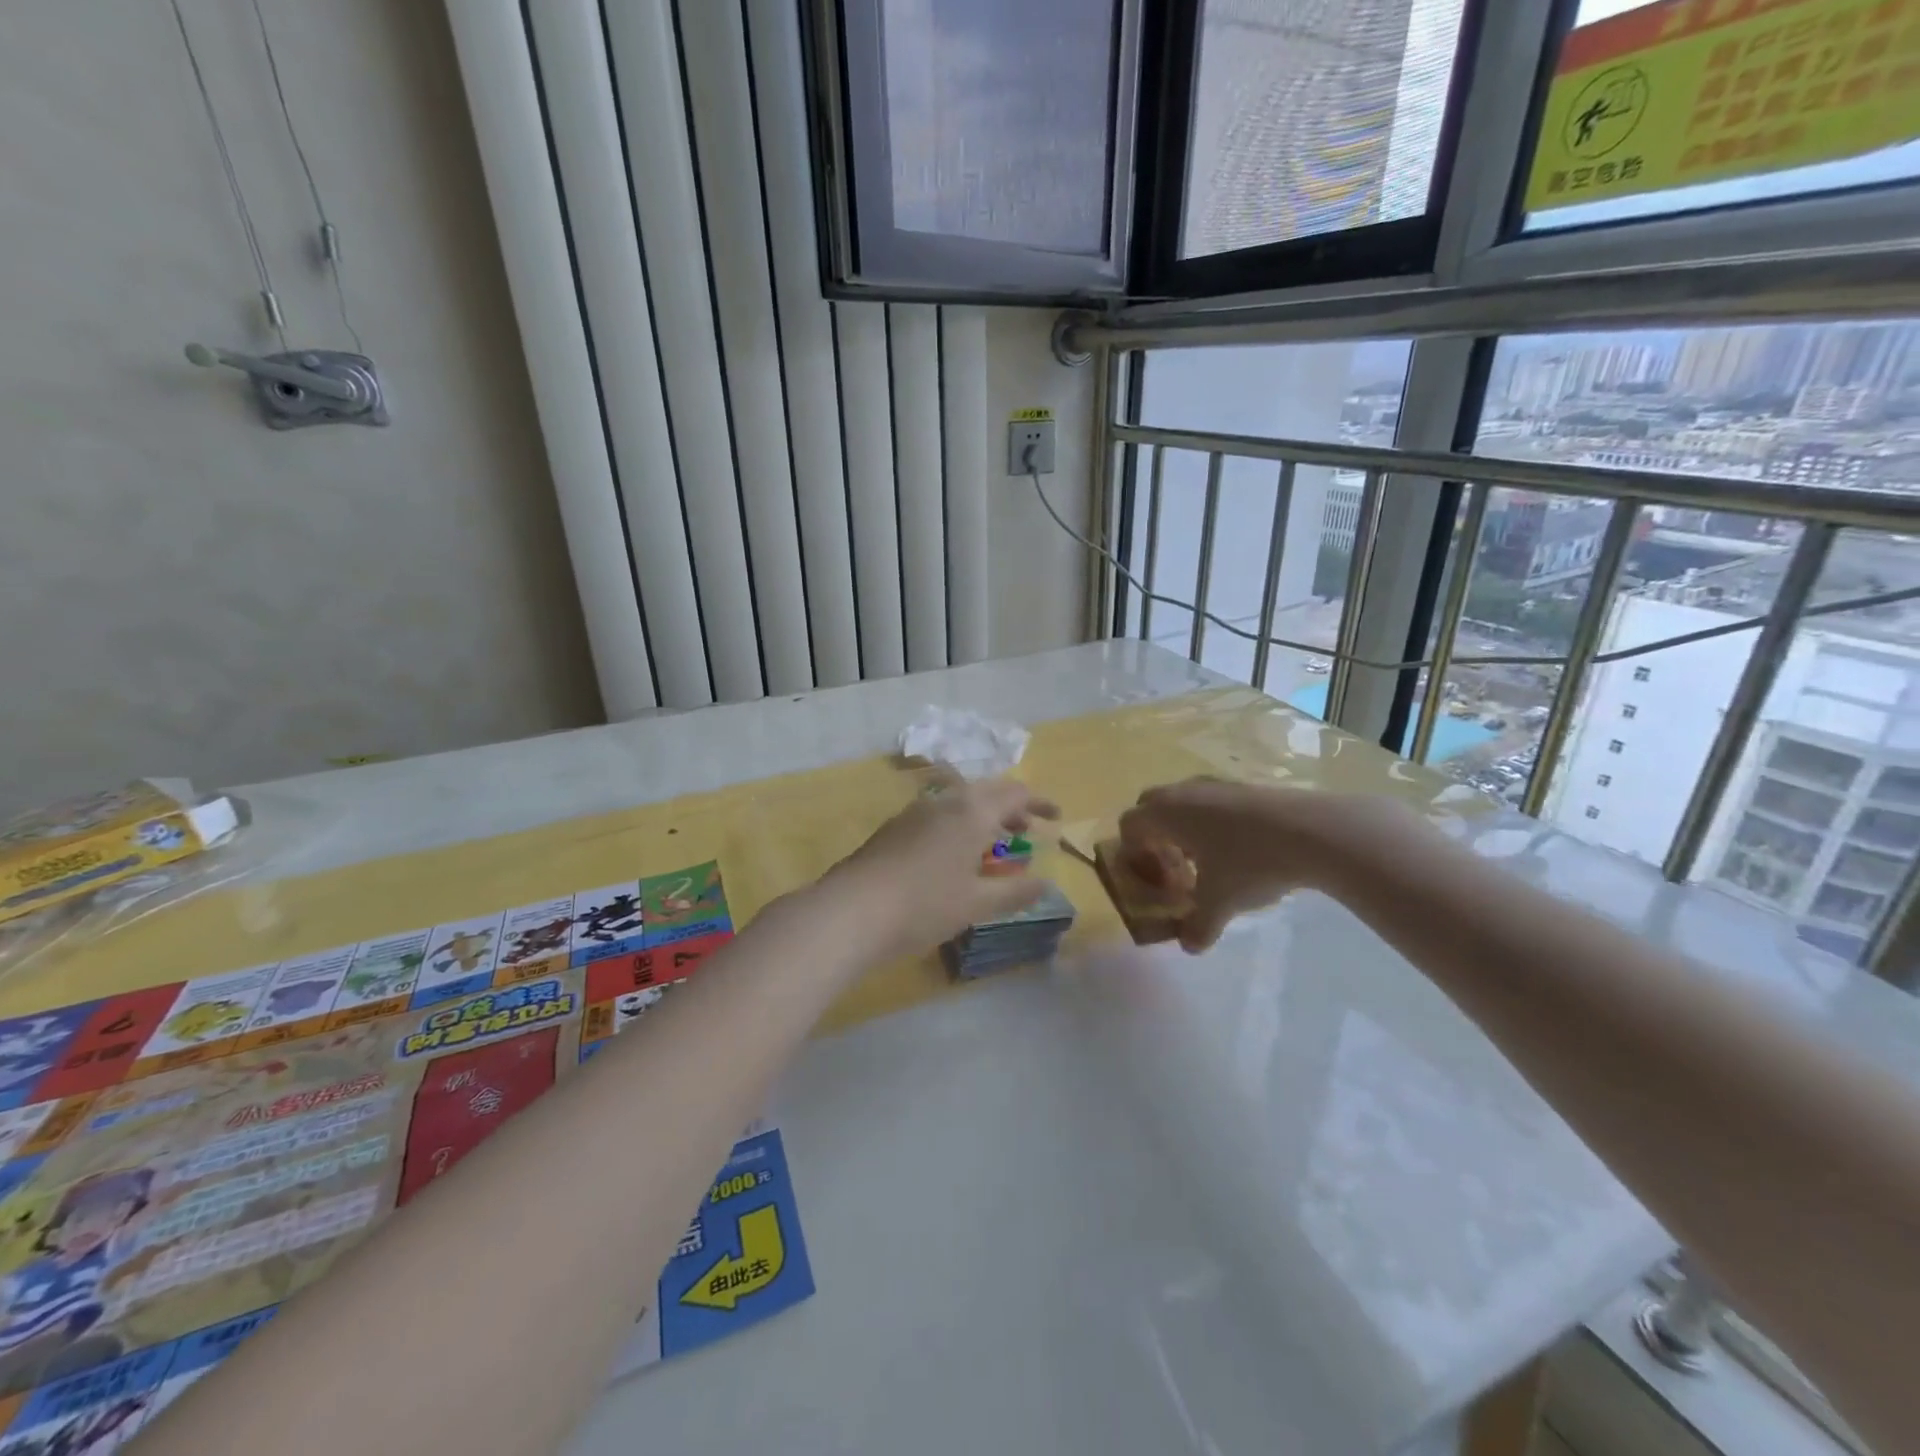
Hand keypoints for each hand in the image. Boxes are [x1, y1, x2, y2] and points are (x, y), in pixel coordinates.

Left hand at [829, 778, 1059, 958]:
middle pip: (986, 792)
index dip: (1039, 802)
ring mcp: (915, 812)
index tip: (1056, 816)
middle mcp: (945, 802)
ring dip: (982, 816)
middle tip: (1027, 828)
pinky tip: (953, 855)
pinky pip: (938, 815)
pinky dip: (958, 825)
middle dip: (1011, 807)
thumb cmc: (924, 905)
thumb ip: (1014, 892)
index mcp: (972, 812)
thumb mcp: (976, 904)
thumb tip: (1044, 883)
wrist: (851, 910)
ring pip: (959, 802)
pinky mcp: (894, 828)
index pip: (1015, 793)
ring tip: (992, 844)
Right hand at [1118, 778, 1417, 951]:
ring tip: (1209, 863)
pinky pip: (1212, 802)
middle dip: (1154, 838)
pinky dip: (1212, 824)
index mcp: (1166, 813)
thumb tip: (1189, 946)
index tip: (1156, 881)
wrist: (1313, 831)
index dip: (1133, 855)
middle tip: (1174, 869)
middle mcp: (1184, 792)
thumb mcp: (1220, 902)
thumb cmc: (1250, 863)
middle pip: (1151, 807)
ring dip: (1185, 830)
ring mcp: (1216, 784)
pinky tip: (1241, 851)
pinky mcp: (1245, 786)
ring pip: (1184, 803)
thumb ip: (1198, 926)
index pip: (1130, 826)